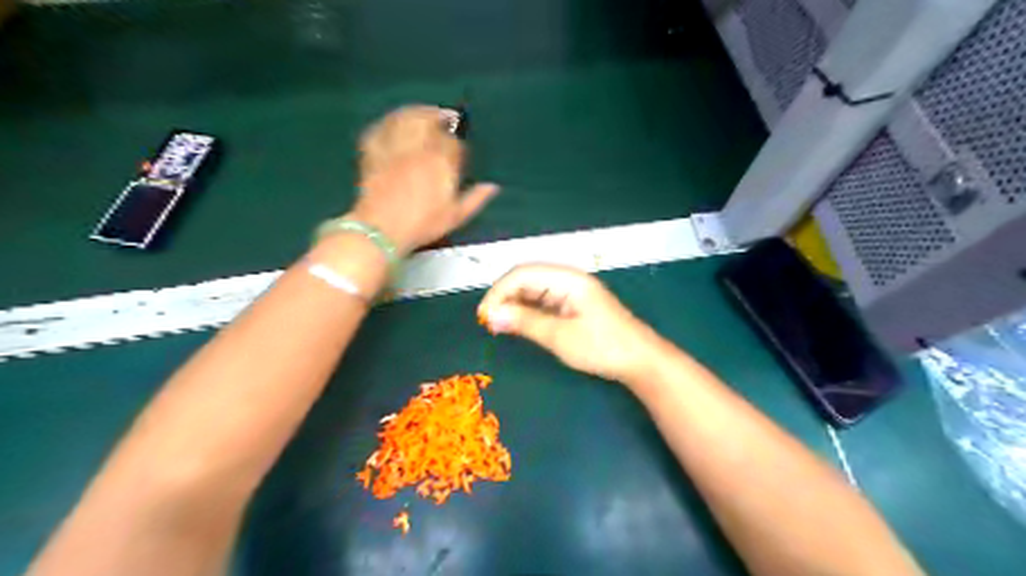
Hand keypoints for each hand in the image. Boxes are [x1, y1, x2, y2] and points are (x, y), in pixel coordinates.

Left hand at [348, 105, 501, 252]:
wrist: (382, 229)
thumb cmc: (422, 224)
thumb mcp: (455, 216)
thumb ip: (475, 199)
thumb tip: (493, 187)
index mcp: (441, 162)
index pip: (452, 141)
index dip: (456, 142)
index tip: (458, 148)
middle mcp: (419, 148)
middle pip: (429, 120)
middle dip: (438, 116)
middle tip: (444, 117)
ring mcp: (395, 147)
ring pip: (406, 118)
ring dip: (416, 112)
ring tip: (422, 113)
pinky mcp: (373, 151)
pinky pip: (382, 128)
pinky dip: (389, 122)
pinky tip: (393, 123)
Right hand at [478, 264, 660, 381]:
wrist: (639, 360)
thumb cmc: (602, 347)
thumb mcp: (560, 336)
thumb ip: (525, 322)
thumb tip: (491, 315)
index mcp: (567, 279)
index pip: (522, 273)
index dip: (499, 291)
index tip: (483, 315)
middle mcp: (568, 279)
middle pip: (527, 278)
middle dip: (504, 296)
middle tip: (488, 322)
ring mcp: (571, 291)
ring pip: (533, 290)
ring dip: (514, 304)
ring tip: (498, 325)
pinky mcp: (573, 305)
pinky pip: (543, 301)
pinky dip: (527, 311)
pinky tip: (517, 324)